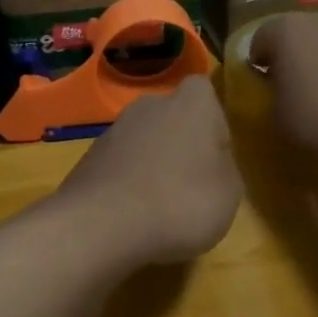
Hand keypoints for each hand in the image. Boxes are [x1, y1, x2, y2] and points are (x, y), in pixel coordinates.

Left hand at [52, 76, 242, 269]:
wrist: (102, 226)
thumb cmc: (181, 203)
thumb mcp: (229, 193)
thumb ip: (224, 166)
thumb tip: (211, 160)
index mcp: (191, 104)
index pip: (204, 90)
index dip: (212, 121)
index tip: (215, 154)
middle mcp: (149, 106)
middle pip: (171, 117)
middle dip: (179, 143)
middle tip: (189, 184)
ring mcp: (113, 131)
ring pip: (142, 141)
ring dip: (150, 164)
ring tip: (158, 206)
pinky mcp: (87, 158)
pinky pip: (118, 165)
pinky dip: (125, 183)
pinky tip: (129, 214)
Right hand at [248, 14, 317, 164]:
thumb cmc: (315, 122)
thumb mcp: (273, 113)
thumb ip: (271, 90)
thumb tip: (278, 85)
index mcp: (290, 30)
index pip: (261, 38)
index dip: (258, 62)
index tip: (260, 85)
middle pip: (300, 34)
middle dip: (293, 55)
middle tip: (291, 86)